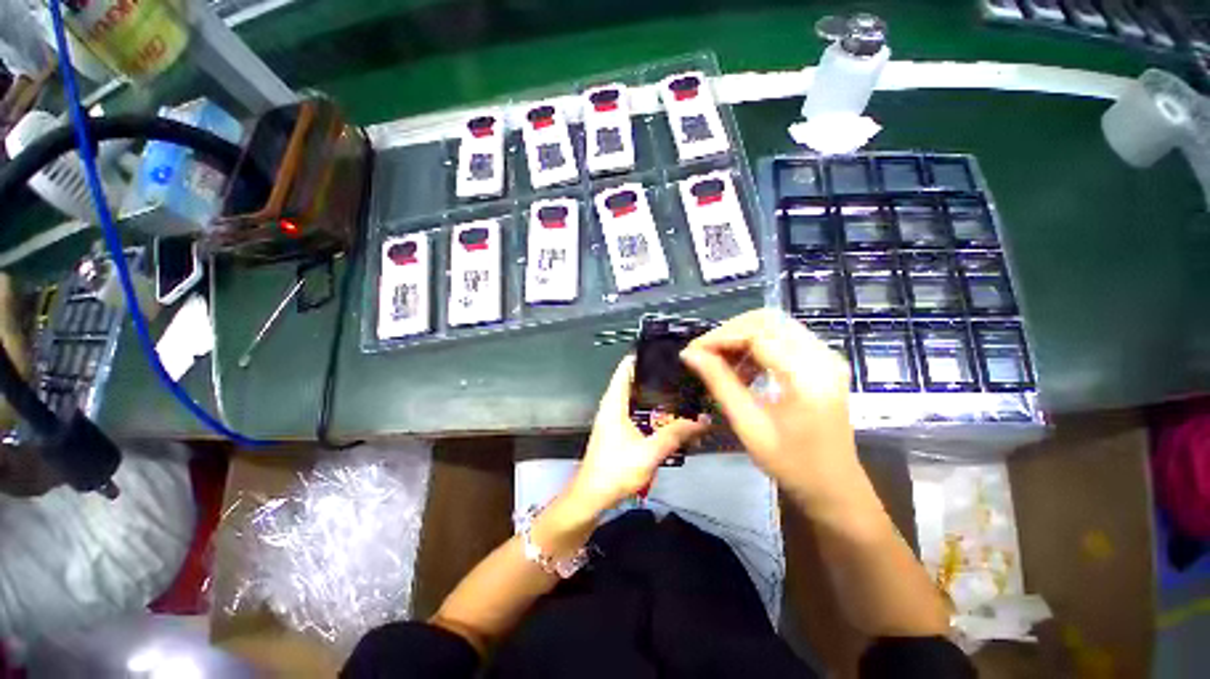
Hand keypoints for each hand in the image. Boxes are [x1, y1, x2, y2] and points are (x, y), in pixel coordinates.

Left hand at [569, 356, 709, 513]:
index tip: (665, 351)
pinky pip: (635, 410)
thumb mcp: (649, 452)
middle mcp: (612, 405)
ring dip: (653, 393)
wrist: (591, 497)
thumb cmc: (615, 470)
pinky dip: (650, 408)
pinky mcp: (616, 430)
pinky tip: (667, 414)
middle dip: (655, 375)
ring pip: (635, 397)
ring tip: (679, 388)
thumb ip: (676, 434)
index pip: (626, 368)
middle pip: (633, 380)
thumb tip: (703, 420)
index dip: (643, 356)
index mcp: (614, 402)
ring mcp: (613, 418)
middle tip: (681, 371)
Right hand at [679, 310, 861, 513]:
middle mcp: (821, 356)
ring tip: (720, 362)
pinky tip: (743, 368)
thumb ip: (719, 382)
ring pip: (774, 325)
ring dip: (742, 337)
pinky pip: (783, 338)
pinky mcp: (822, 362)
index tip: (693, 352)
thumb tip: (690, 355)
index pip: (756, 335)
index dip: (719, 338)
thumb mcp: (748, 424)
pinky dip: (756, 345)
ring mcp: (825, 357)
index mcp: (806, 375)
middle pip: (767, 320)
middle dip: (729, 332)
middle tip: (705, 354)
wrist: (834, 487)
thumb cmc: (791, 463)